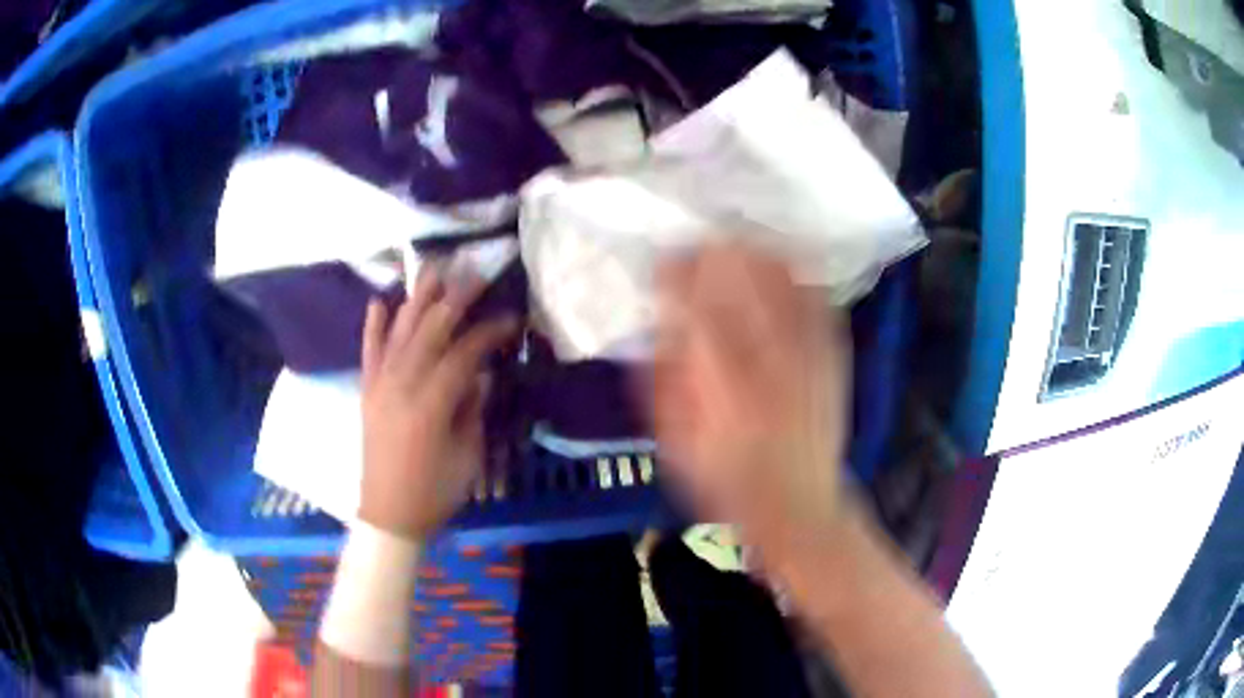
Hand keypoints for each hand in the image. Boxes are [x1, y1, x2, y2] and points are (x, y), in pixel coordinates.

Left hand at [359, 267, 516, 539]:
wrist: (389, 514)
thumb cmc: (436, 491)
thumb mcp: (468, 455)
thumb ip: (473, 408)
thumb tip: (481, 373)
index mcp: (432, 403)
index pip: (464, 353)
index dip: (489, 332)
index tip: (511, 318)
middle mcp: (402, 384)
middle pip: (430, 330)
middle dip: (454, 299)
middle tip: (475, 274)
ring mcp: (380, 385)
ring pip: (399, 331)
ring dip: (416, 298)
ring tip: (433, 270)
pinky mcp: (367, 391)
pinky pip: (368, 351)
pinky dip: (373, 325)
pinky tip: (379, 301)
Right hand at [652, 242, 852, 564]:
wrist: (799, 504)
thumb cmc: (726, 481)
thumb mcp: (675, 442)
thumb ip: (662, 379)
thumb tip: (657, 323)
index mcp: (722, 380)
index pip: (696, 302)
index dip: (676, 271)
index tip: (663, 263)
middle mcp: (768, 356)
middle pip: (743, 275)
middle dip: (714, 250)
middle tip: (697, 249)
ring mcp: (807, 352)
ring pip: (782, 276)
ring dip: (755, 253)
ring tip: (735, 246)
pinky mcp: (833, 355)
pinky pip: (816, 296)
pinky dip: (794, 273)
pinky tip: (779, 267)